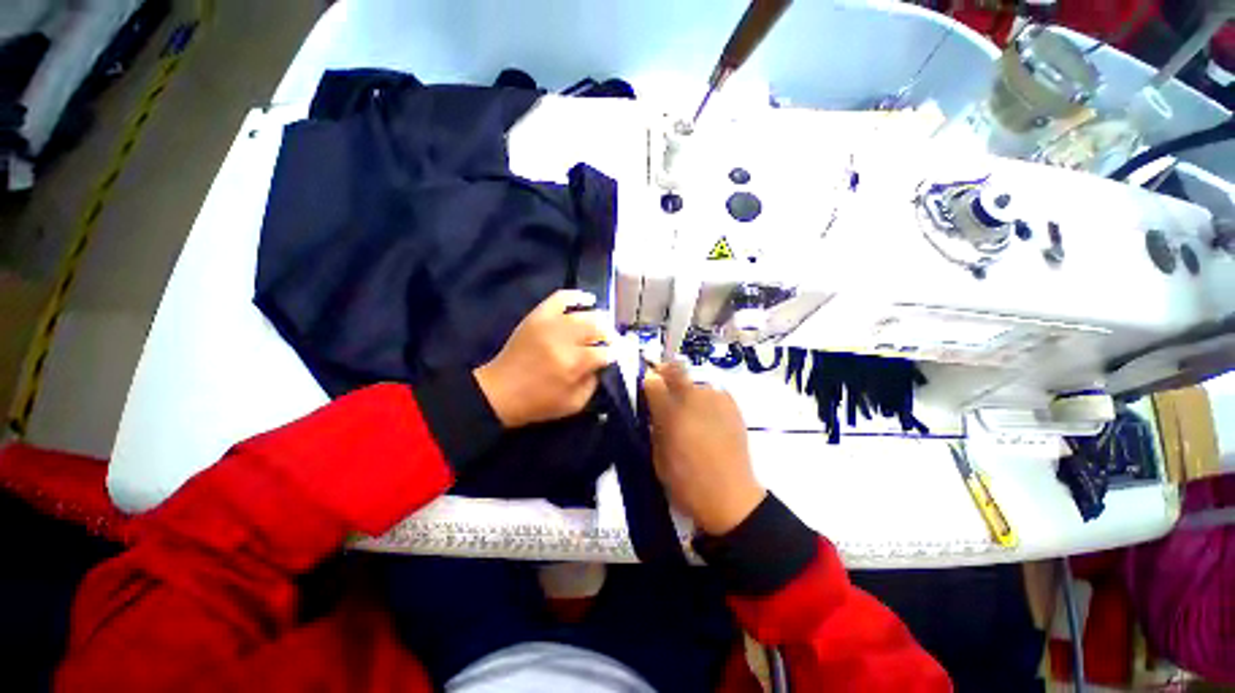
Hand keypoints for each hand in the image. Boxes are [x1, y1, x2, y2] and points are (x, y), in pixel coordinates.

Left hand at [475, 290, 613, 427]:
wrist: (500, 391)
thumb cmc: (538, 402)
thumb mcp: (574, 403)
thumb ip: (594, 383)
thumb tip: (602, 364)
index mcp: (574, 364)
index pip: (606, 351)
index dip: (615, 354)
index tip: (616, 356)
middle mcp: (564, 339)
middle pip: (598, 327)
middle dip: (609, 335)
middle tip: (609, 342)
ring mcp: (550, 324)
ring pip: (584, 313)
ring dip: (599, 319)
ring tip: (602, 325)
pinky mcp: (538, 316)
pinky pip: (560, 298)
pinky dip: (576, 296)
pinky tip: (587, 300)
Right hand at [643, 363, 765, 535]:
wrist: (730, 497)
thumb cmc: (685, 481)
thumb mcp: (657, 456)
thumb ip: (654, 425)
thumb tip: (653, 407)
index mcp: (670, 412)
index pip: (652, 380)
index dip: (648, 381)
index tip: (647, 389)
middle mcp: (692, 398)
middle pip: (676, 369)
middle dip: (666, 373)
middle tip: (665, 389)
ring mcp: (715, 399)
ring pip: (695, 383)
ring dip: (689, 391)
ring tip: (692, 413)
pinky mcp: (733, 405)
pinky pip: (713, 393)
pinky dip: (707, 400)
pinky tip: (709, 419)